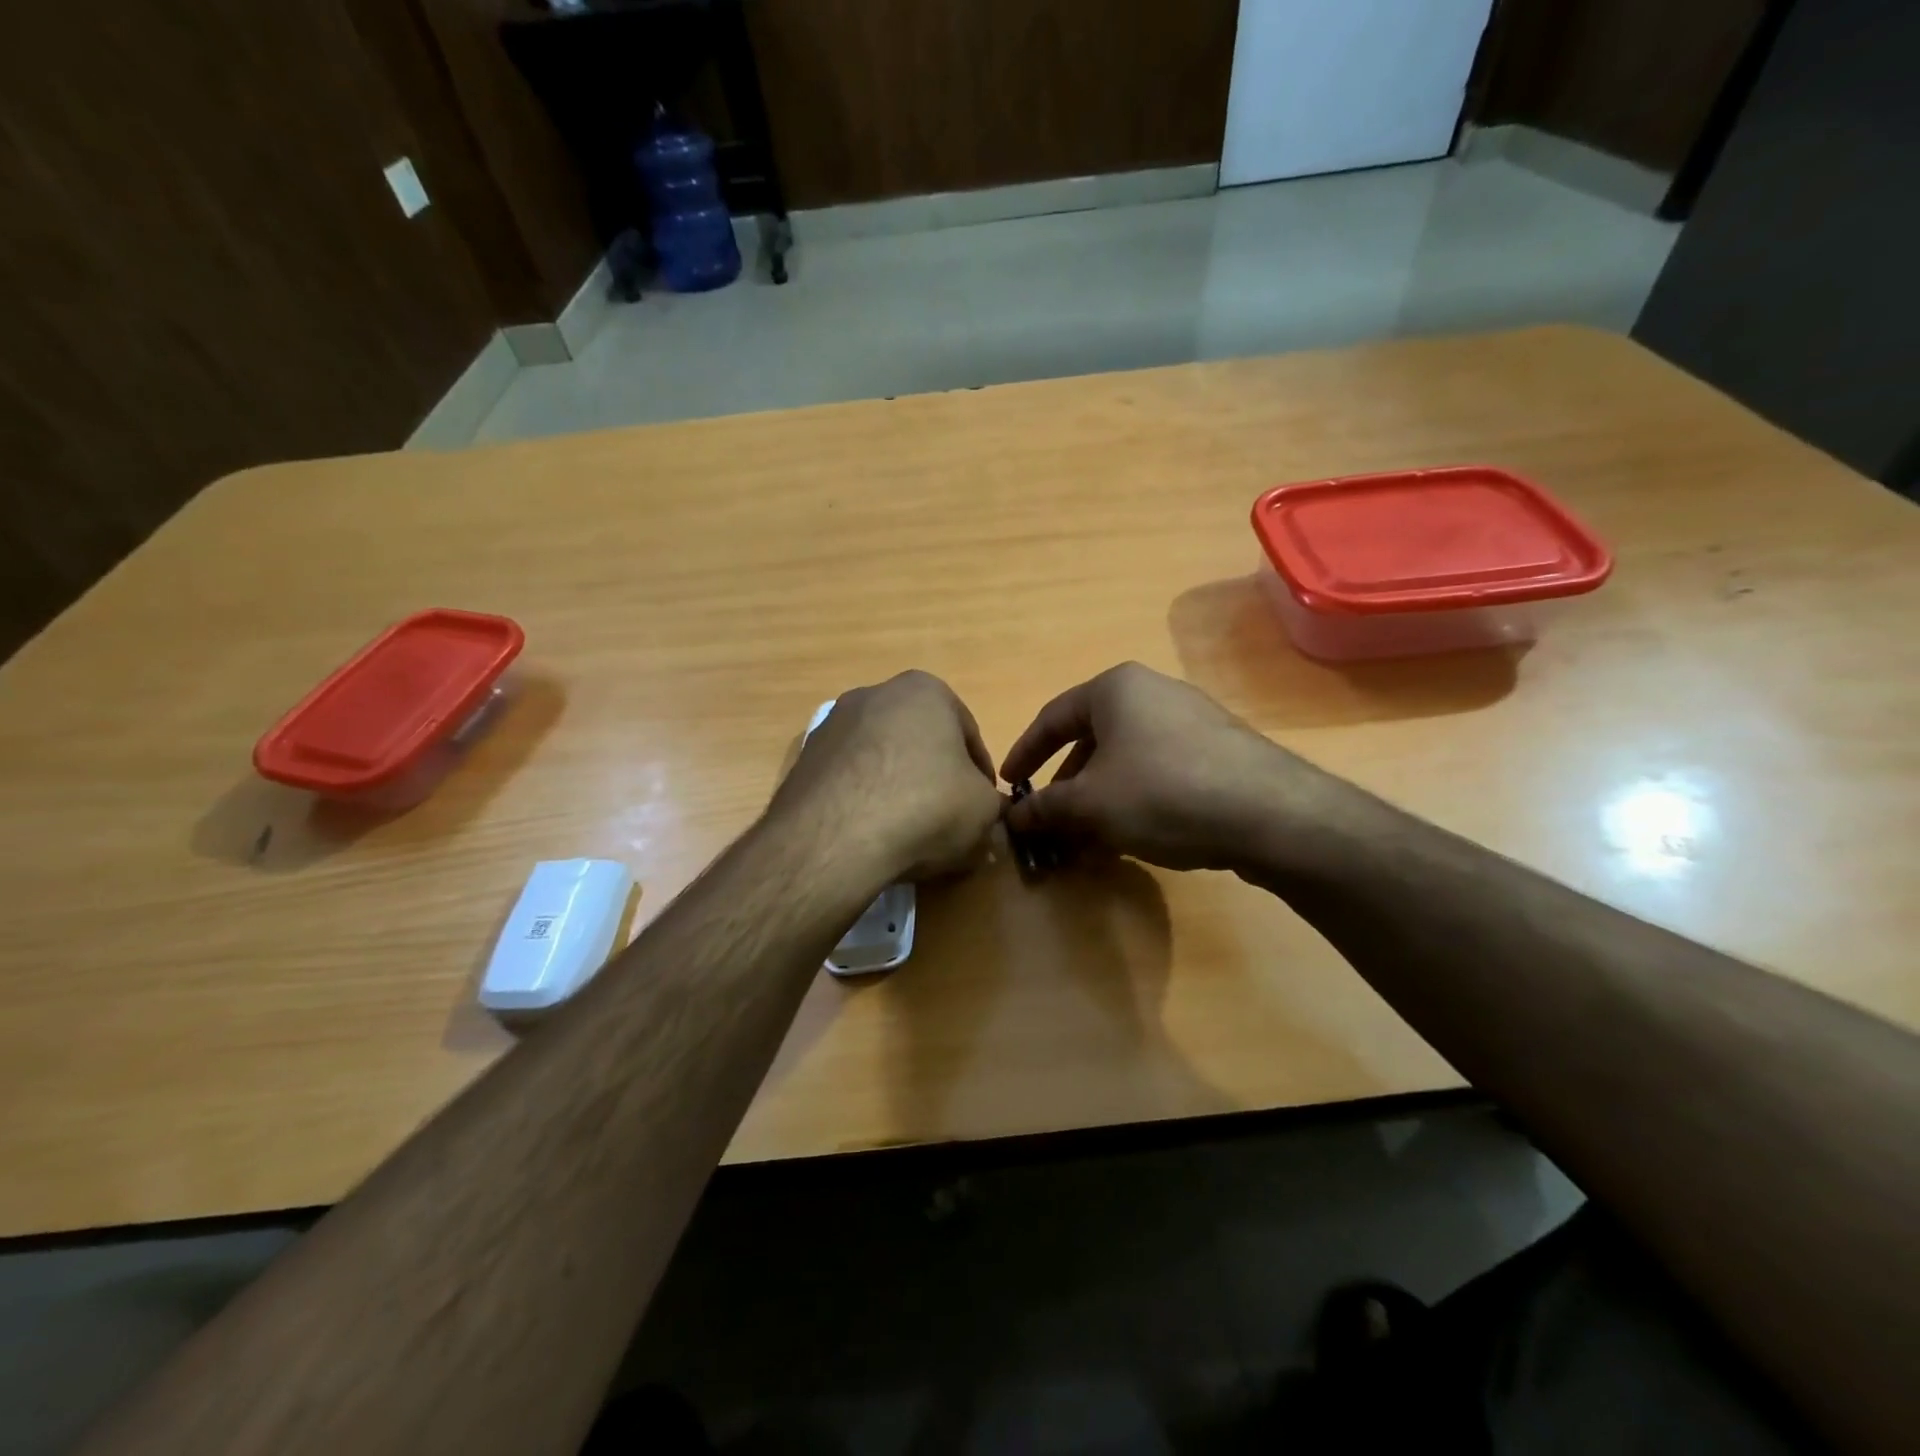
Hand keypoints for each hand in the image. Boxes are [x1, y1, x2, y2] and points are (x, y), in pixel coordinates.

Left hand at [771, 670, 1002, 883]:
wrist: (835, 839)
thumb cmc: (926, 806)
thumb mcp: (983, 810)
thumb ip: (993, 805)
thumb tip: (987, 813)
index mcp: (925, 690)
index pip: (968, 735)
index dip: (981, 775)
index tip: (983, 807)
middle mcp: (874, 694)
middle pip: (920, 741)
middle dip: (935, 776)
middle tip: (947, 818)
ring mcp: (832, 725)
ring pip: (881, 759)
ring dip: (897, 787)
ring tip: (906, 832)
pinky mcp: (803, 760)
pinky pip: (848, 779)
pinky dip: (863, 801)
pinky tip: (870, 834)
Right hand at [1001, 662, 1328, 873]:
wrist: (1270, 813)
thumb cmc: (1162, 793)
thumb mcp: (1090, 804)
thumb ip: (1045, 809)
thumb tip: (1012, 818)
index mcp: (1115, 688)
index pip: (1052, 717)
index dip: (1025, 753)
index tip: (1009, 785)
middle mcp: (1152, 692)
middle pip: (1091, 738)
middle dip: (1066, 784)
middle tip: (1050, 821)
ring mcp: (1190, 719)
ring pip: (1125, 758)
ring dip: (1099, 796)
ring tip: (1088, 836)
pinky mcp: (1218, 750)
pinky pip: (1158, 769)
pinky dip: (1134, 798)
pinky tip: (1133, 834)